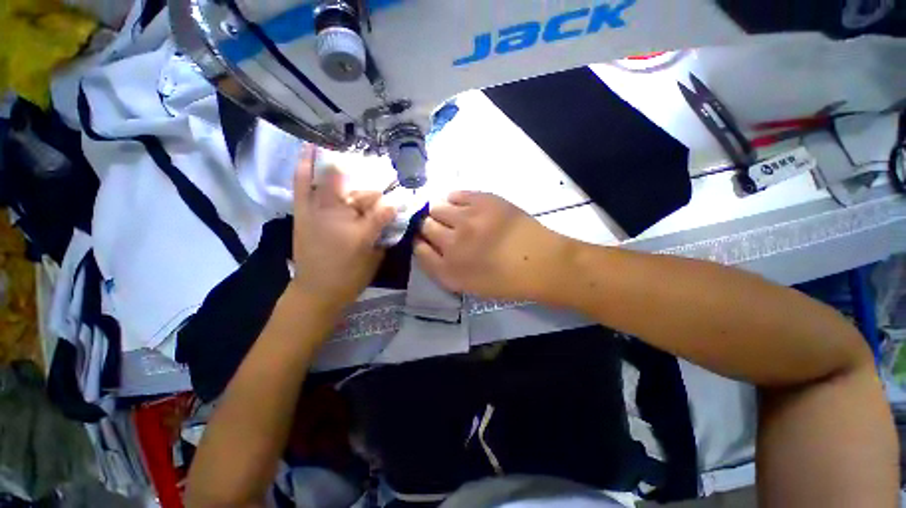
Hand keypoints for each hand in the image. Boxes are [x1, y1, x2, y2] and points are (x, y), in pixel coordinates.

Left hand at [290, 147, 395, 309]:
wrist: (316, 291)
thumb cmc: (350, 277)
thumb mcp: (374, 259)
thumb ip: (384, 235)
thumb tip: (391, 216)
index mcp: (362, 232)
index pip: (384, 210)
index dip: (394, 202)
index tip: (402, 197)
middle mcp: (341, 218)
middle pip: (361, 193)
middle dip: (374, 184)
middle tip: (383, 172)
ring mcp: (319, 212)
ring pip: (332, 183)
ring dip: (342, 165)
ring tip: (347, 147)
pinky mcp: (303, 213)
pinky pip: (302, 185)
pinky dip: (304, 167)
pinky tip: (308, 149)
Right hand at [415, 191, 574, 301]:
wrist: (539, 262)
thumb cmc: (505, 279)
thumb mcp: (467, 285)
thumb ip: (441, 267)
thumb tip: (425, 245)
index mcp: (448, 270)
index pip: (418, 248)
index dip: (419, 242)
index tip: (425, 240)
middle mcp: (452, 243)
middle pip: (424, 225)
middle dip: (427, 225)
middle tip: (441, 227)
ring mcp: (467, 219)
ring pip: (437, 207)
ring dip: (440, 211)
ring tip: (454, 216)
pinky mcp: (483, 201)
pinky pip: (456, 194)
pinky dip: (454, 199)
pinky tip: (462, 206)